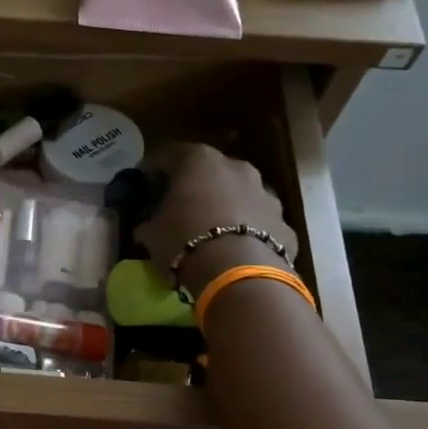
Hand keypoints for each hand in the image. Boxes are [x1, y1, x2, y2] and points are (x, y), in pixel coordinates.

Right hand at [137, 142, 299, 297]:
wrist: (239, 273)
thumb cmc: (184, 241)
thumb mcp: (151, 234)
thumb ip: (148, 223)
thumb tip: (145, 226)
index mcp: (199, 161)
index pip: (169, 154)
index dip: (153, 169)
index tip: (144, 184)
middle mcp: (236, 167)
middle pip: (210, 171)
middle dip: (194, 186)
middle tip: (179, 206)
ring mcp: (265, 193)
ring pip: (239, 194)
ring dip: (225, 206)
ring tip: (209, 230)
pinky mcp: (284, 223)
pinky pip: (258, 222)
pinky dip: (246, 231)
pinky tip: (234, 250)